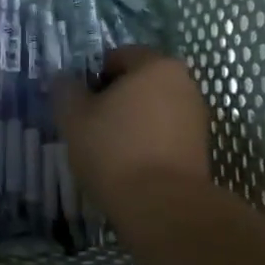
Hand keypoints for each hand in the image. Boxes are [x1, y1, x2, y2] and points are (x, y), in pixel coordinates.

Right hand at [54, 47, 211, 216]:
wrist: (162, 207)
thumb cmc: (115, 150)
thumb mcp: (74, 117)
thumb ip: (66, 89)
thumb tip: (64, 79)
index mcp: (157, 65)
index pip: (118, 56)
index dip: (93, 77)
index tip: (79, 104)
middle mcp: (184, 83)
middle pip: (139, 82)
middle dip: (114, 98)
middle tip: (90, 125)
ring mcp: (196, 116)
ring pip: (153, 109)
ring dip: (131, 121)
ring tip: (108, 150)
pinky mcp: (200, 148)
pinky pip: (165, 134)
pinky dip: (147, 142)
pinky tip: (129, 166)